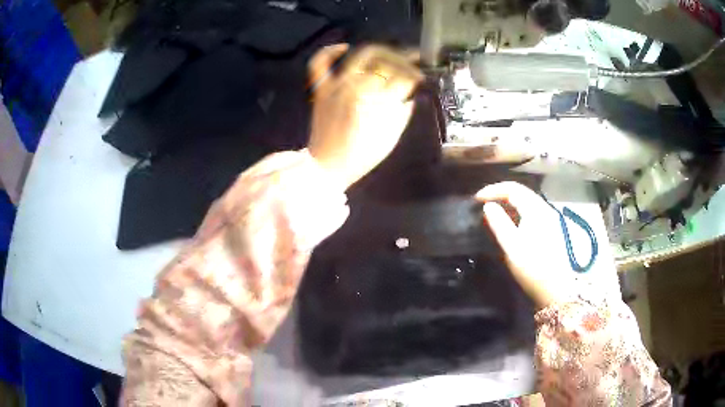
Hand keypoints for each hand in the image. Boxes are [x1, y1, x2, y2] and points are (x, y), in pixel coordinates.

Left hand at [307, 44, 422, 188]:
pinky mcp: (321, 89)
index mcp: (377, 101)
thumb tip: (411, 95)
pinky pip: (319, 64)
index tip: (421, 78)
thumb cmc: (361, 156)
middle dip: (404, 60)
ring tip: (392, 55)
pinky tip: (344, 47)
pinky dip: (330, 51)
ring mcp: (336, 85)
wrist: (326, 167)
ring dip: (381, 52)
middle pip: (385, 62)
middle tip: (414, 61)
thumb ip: (403, 113)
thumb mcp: (390, 138)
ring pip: (361, 56)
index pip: (402, 78)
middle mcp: (357, 86)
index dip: (415, 75)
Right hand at [476, 182, 578, 308]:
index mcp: (535, 210)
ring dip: (508, 202)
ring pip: (526, 201)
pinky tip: (510, 221)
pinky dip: (517, 211)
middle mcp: (544, 209)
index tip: (476, 199)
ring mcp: (549, 219)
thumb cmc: (532, 267)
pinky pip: (530, 211)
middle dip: (500, 194)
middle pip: (521, 192)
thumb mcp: (512, 246)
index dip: (493, 190)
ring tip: (493, 210)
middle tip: (483, 203)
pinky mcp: (550, 229)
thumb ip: (499, 223)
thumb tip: (488, 205)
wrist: (555, 289)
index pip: (513, 189)